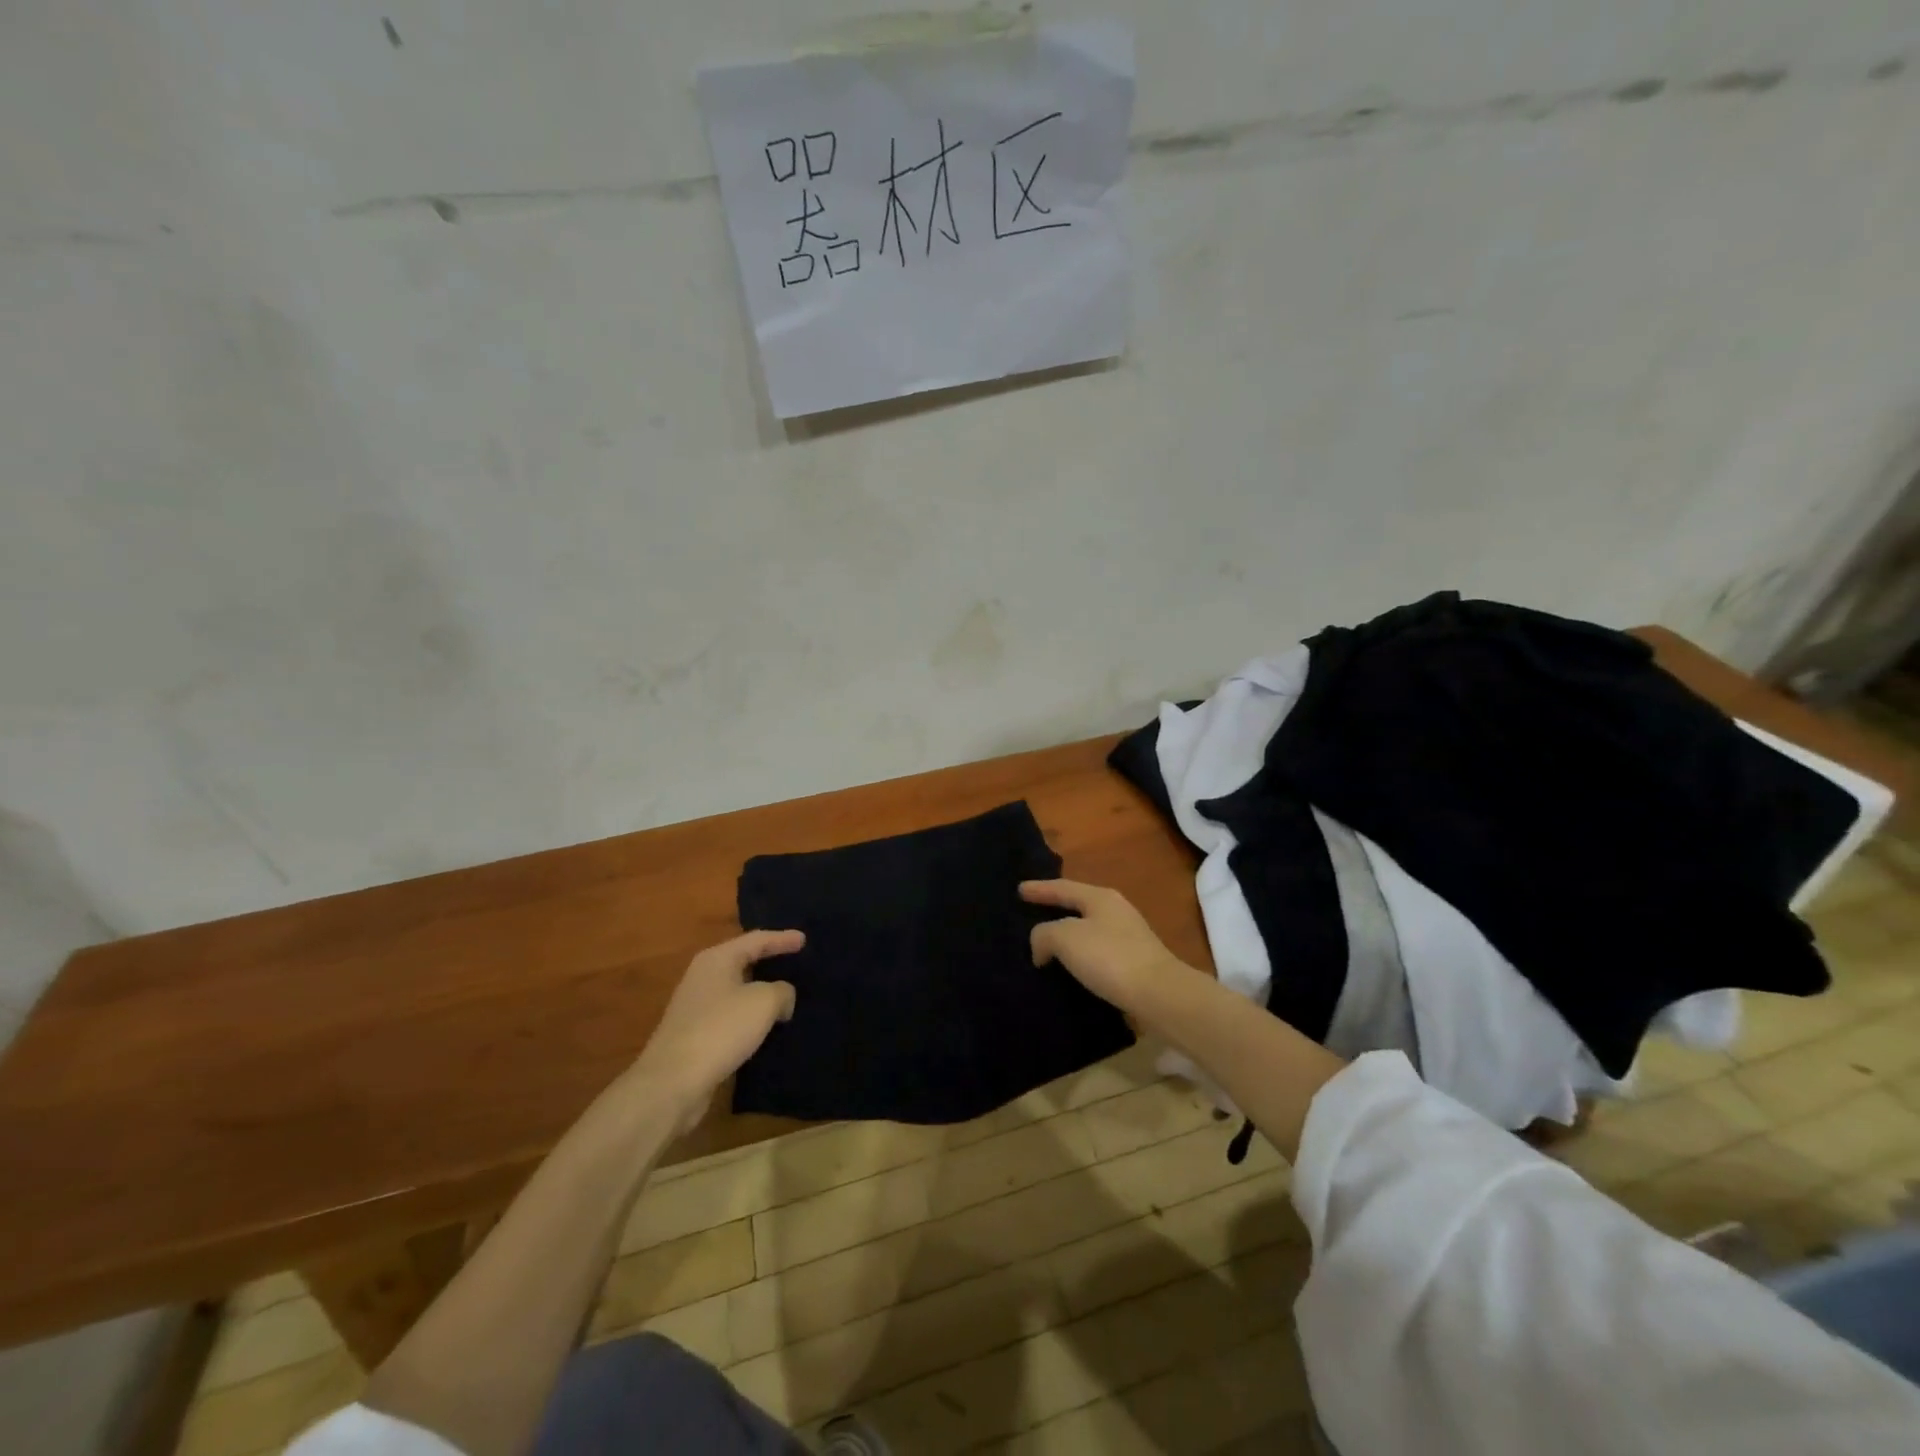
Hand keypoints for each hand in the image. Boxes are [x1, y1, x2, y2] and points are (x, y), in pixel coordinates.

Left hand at [627, 930, 803, 1134]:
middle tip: (795, 963)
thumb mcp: (764, 1001)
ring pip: (737, 991)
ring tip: (786, 996)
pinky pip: (731, 1016)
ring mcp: (696, 1007)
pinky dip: (750, 1017)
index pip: (757, 940)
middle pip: (743, 961)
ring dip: (760, 993)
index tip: (804, 940)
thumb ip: (782, 991)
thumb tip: (782, 998)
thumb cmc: (721, 1029)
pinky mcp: (695, 1035)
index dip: (782, 939)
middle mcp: (703, 977)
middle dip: (769, 962)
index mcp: (717, 959)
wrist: (672, 1082)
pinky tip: (765, 1027)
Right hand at [1021, 880, 1194, 1013]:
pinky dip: (1079, 958)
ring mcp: (1128, 938)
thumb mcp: (1066, 938)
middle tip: (1031, 914)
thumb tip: (1042, 946)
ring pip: (1088, 931)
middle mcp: (1116, 911)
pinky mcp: (1134, 964)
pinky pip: (1097, 954)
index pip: (1062, 888)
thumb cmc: (1110, 958)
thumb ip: (1044, 934)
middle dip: (1054, 909)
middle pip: (1077, 906)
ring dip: (1067, 937)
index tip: (1019, 890)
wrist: (1160, 995)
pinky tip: (1069, 969)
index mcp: (1100, 897)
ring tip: (1045, 945)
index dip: (1039, 889)